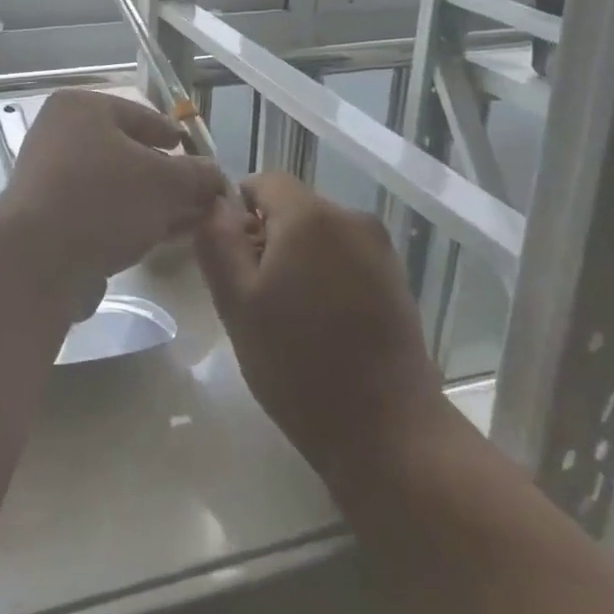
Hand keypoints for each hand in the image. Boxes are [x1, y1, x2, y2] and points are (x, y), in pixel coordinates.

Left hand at [0, 89, 226, 310]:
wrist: (38, 259)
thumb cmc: (105, 198)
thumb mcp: (166, 182)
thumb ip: (197, 175)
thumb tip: (215, 175)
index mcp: (80, 108)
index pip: (140, 115)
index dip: (173, 135)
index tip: (196, 153)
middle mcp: (58, 135)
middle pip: (126, 153)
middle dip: (166, 177)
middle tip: (198, 195)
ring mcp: (48, 179)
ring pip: (114, 186)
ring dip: (151, 203)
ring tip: (189, 221)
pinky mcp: (46, 219)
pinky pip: (98, 212)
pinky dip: (128, 221)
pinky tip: (158, 239)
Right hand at [195, 173, 446, 482]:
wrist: (388, 432)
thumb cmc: (298, 364)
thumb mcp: (237, 303)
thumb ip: (218, 242)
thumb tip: (216, 206)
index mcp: (311, 217)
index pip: (264, 181)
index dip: (238, 209)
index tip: (230, 256)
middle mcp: (352, 219)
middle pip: (294, 208)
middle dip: (267, 238)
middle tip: (252, 295)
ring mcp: (381, 251)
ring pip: (320, 236)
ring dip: (297, 259)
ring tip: (286, 316)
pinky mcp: (397, 281)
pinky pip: (347, 259)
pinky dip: (326, 276)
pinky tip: (321, 326)